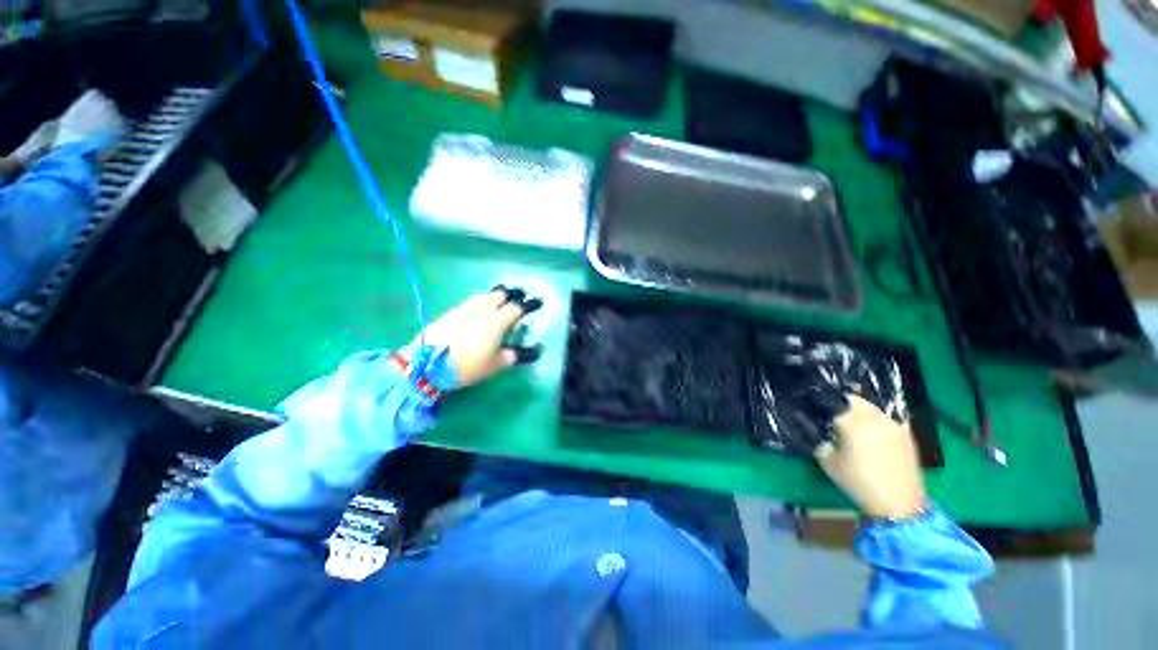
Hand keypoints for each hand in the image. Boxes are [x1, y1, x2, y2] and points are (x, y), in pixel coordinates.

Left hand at [407, 286, 541, 389]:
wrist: (426, 364)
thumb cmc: (466, 366)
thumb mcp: (494, 366)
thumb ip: (512, 356)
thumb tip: (529, 352)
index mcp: (496, 322)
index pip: (517, 308)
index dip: (529, 305)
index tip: (537, 302)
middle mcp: (482, 310)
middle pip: (500, 294)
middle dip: (512, 294)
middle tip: (520, 296)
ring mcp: (464, 309)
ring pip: (484, 295)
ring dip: (495, 295)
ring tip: (500, 300)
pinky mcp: (450, 312)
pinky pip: (470, 301)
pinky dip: (480, 301)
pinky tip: (478, 308)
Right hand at [815, 395, 927, 519]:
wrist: (899, 503)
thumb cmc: (858, 482)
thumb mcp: (828, 462)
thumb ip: (817, 439)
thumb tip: (808, 425)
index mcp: (852, 421)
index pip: (831, 402)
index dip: (820, 404)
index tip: (813, 409)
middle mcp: (873, 417)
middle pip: (853, 400)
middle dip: (840, 403)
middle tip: (831, 415)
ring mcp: (893, 424)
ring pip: (870, 408)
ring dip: (858, 411)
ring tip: (851, 424)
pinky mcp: (905, 433)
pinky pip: (884, 419)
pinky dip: (874, 421)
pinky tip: (870, 435)